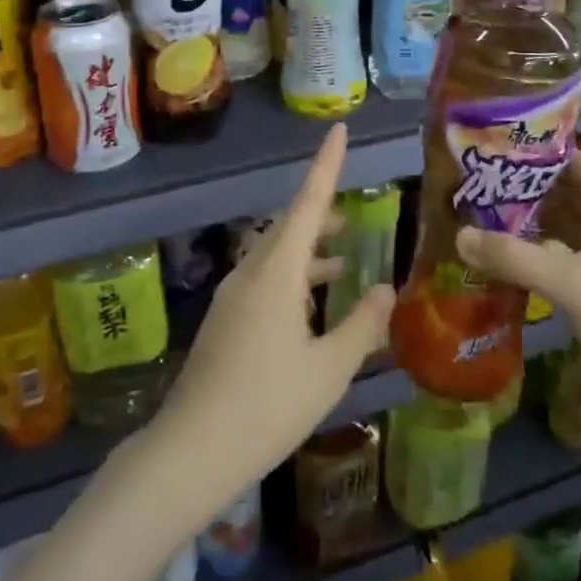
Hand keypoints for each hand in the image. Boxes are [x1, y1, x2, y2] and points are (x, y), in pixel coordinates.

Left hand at [146, 124, 395, 516]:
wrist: (193, 449)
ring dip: (308, 251)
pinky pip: (263, 280)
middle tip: (353, 217)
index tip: (338, 131)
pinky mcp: (224, 322)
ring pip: (275, 256)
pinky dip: (293, 278)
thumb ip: (363, 325)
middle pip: (288, 228)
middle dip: (320, 215)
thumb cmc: (269, 405)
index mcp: (276, 273)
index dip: (326, 165)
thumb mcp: (329, 368)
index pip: (307, 204)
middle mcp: (250, 273)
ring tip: (342, 259)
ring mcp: (232, 297)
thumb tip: (386, 287)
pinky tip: (311, 307)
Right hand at [456, 151, 580, 452]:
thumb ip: (511, 255)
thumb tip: (459, 235)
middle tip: (476, 193)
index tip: (490, 158)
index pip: (575, 163)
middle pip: (571, 196)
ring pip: (574, 230)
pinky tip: (515, 265)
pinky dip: (549, 258)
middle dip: (527, 195)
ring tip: (485, 223)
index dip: (534, 157)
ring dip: (535, 228)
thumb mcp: (569, 282)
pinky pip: (579, 261)